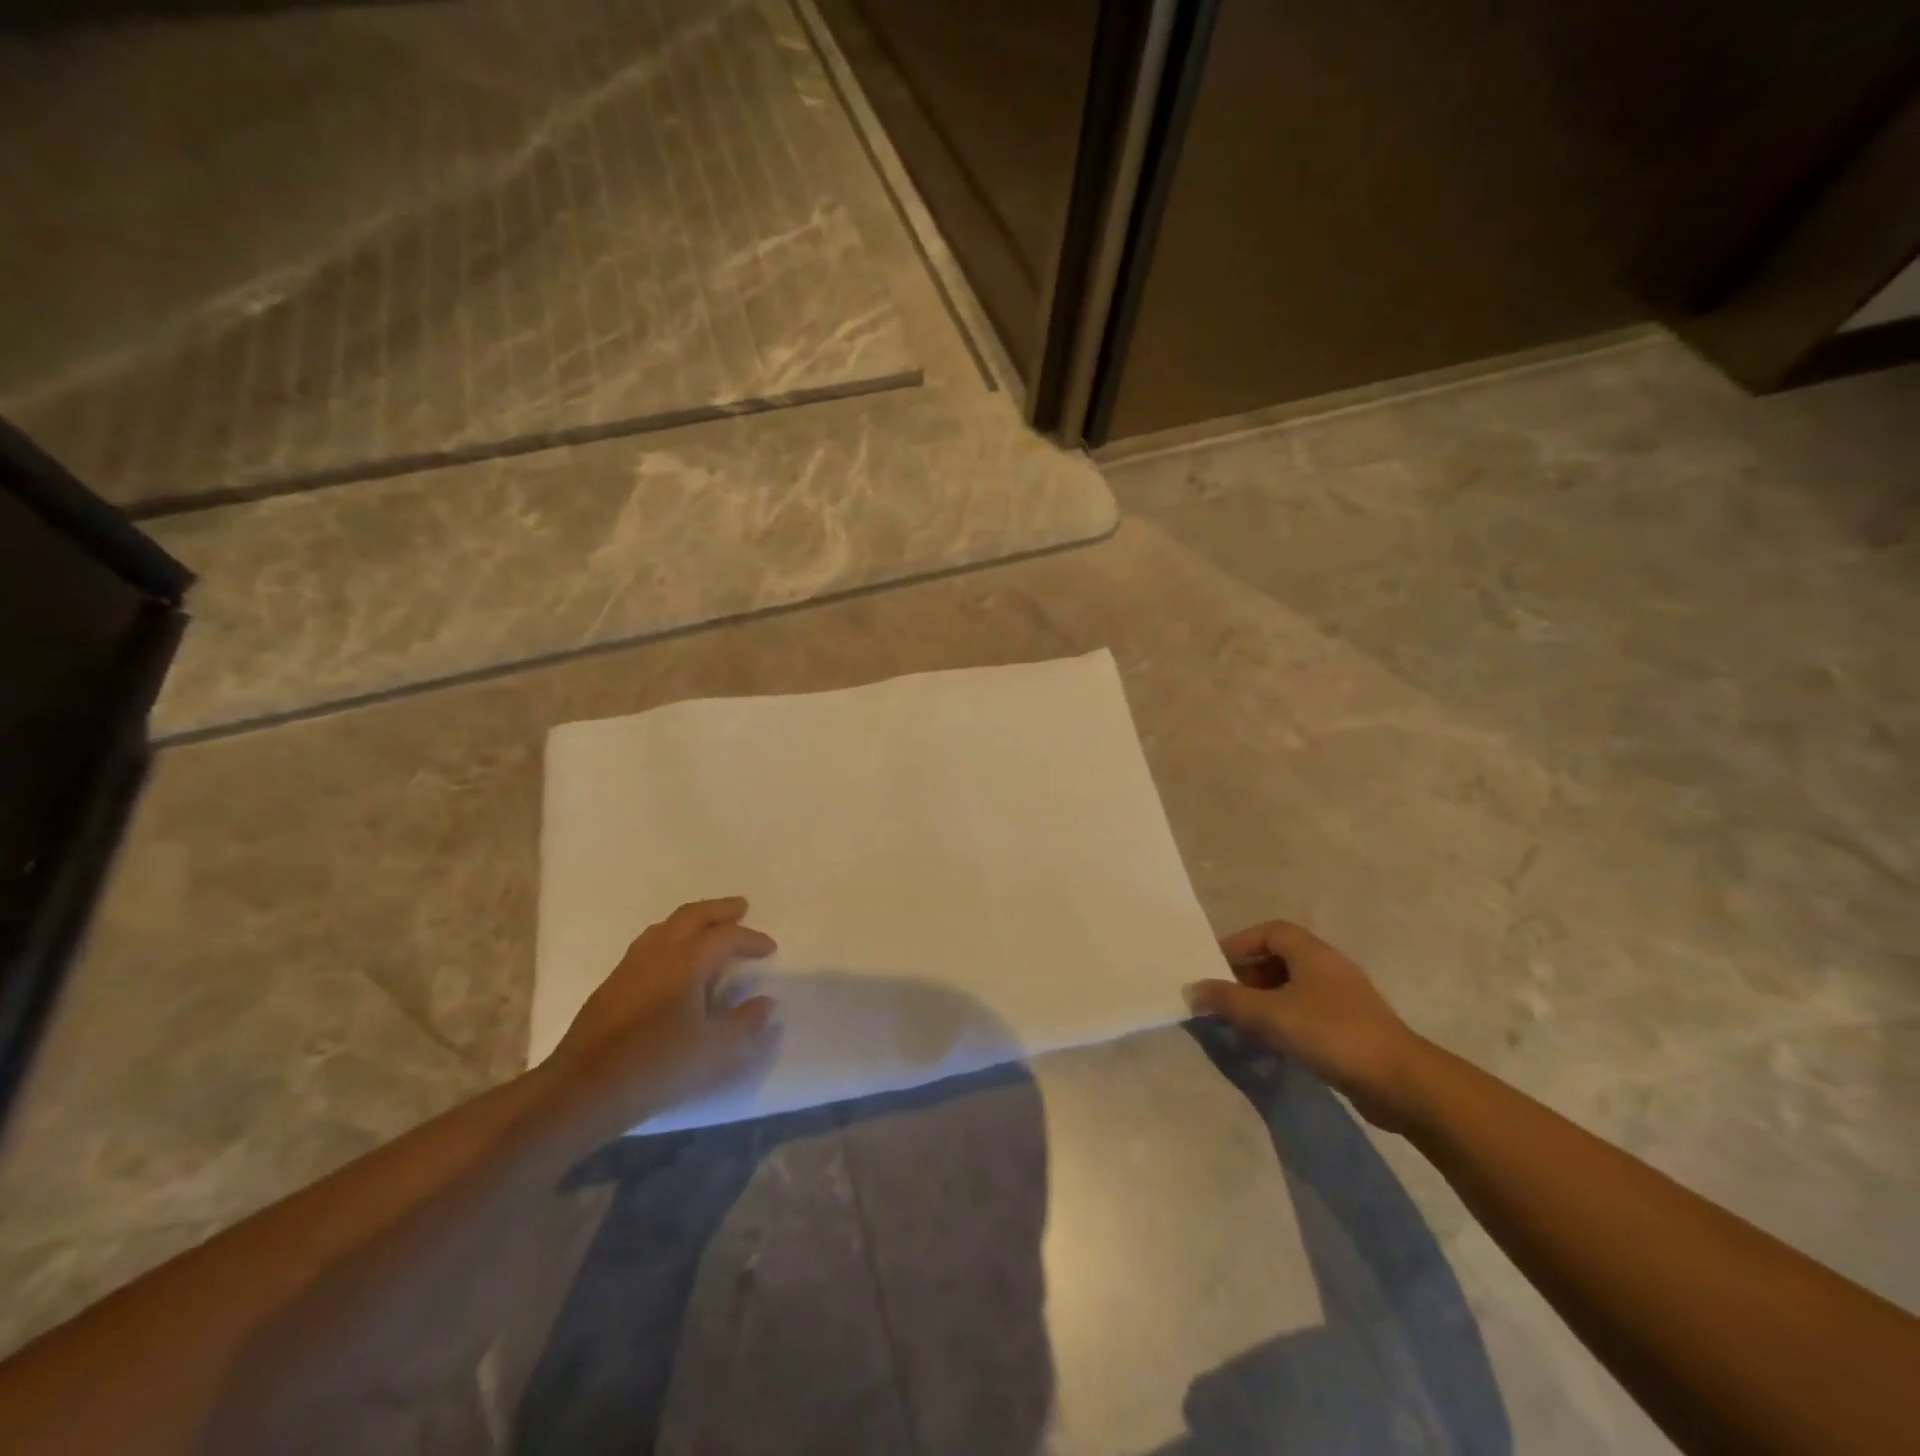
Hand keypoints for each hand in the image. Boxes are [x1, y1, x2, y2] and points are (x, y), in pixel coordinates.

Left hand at [549, 897, 778, 1116]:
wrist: (584, 1090)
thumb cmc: (657, 1066)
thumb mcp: (715, 1051)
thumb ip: (745, 1023)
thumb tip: (765, 1003)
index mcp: (687, 962)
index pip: (726, 936)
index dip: (751, 939)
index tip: (770, 949)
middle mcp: (659, 953)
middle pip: (693, 915)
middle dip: (720, 910)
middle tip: (741, 908)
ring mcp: (630, 966)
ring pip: (666, 926)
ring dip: (692, 921)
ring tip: (708, 929)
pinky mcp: (612, 984)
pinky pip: (649, 944)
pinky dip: (671, 938)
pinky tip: (673, 962)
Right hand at [1185, 920, 1431, 1132]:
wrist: (1401, 1083)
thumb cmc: (1331, 1034)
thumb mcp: (1269, 1015)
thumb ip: (1228, 1000)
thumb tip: (1193, 989)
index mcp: (1312, 953)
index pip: (1270, 932)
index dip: (1240, 944)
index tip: (1215, 966)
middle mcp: (1329, 968)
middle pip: (1279, 958)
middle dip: (1247, 975)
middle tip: (1224, 998)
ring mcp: (1344, 999)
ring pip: (1293, 988)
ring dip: (1264, 1001)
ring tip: (1242, 1023)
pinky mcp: (1352, 1028)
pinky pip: (1307, 1012)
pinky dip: (1284, 1020)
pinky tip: (1272, 1045)